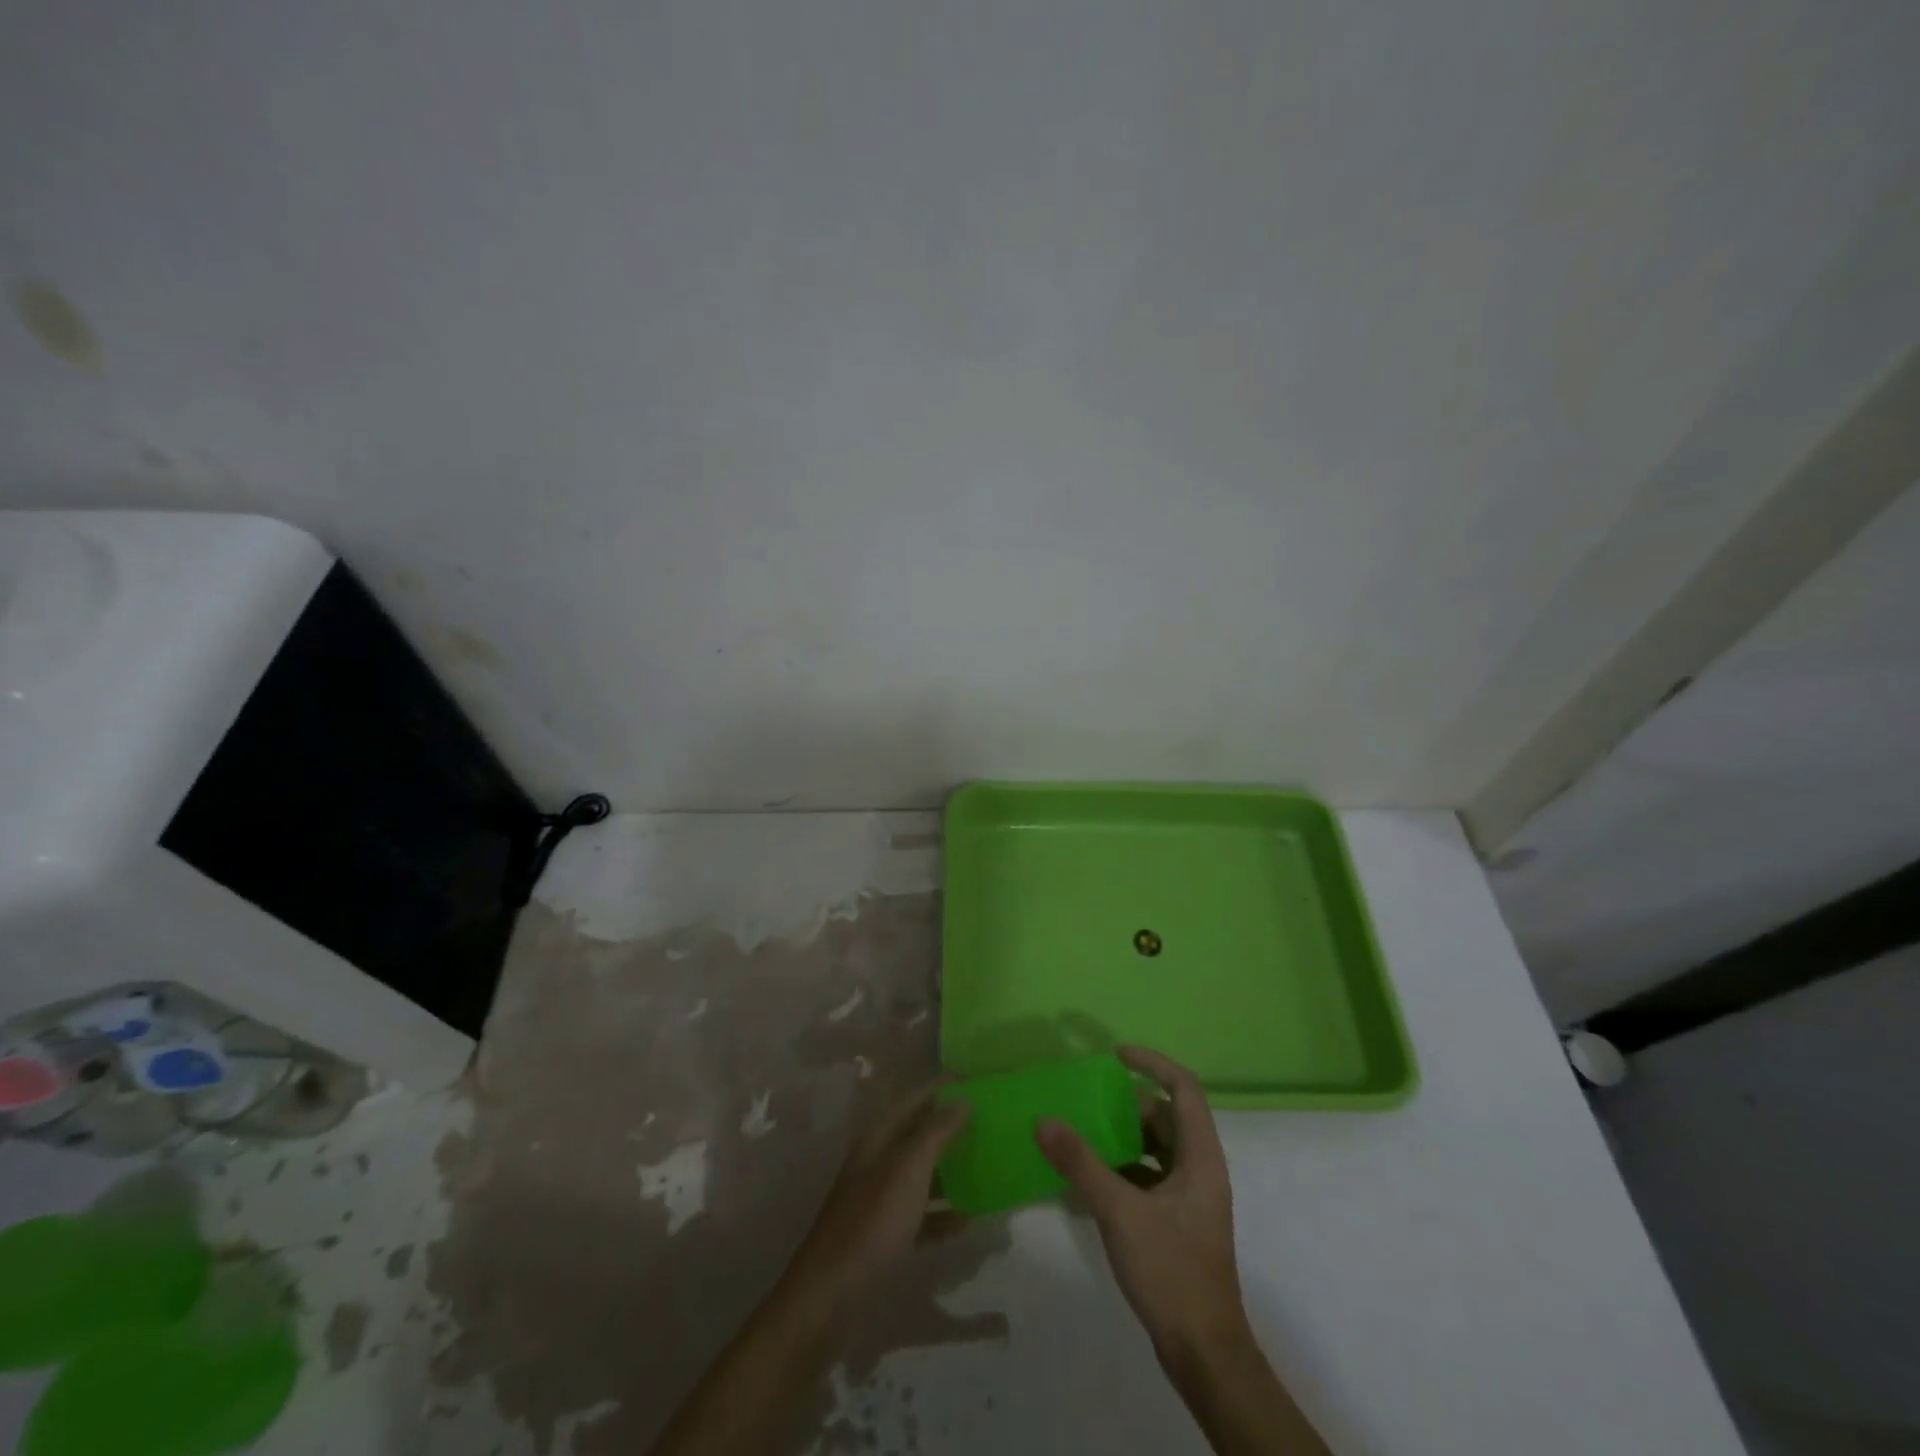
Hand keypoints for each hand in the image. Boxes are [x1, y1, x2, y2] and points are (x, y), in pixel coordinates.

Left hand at [781, 1082, 970, 1319]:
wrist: (831, 1298)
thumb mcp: (908, 1169)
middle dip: (955, 1126)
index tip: (981, 1080)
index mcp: (880, 1137)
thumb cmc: (872, 1222)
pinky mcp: (888, 1234)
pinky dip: (946, 1213)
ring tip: (991, 1166)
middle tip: (994, 1122)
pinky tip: (971, 1219)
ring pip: (925, 1173)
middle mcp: (880, 1160)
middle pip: (922, 1134)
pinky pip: (924, 1214)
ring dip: (955, 1170)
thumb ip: (936, 1131)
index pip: (917, 1098)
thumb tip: (963, 1099)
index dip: (945, 1087)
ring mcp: (883, 1199)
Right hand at [1037, 1046, 1249, 1361]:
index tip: (1116, 1055)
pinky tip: (1090, 1178)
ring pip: (1156, 1148)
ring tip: (1083, 1131)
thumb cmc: (1171, 1270)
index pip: (1183, 1088)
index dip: (1152, 1063)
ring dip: (1123, 1136)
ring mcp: (1190, 1198)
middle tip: (1088, 1098)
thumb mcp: (1120, 1212)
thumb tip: (1044, 1119)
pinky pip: (1149, 1176)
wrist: (1203, 1352)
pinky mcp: (1177, 1221)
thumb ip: (1080, 1163)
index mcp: (1201, 1157)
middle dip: (1128, 1103)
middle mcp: (1200, 1169)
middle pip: (1166, 1117)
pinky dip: (1123, 1168)